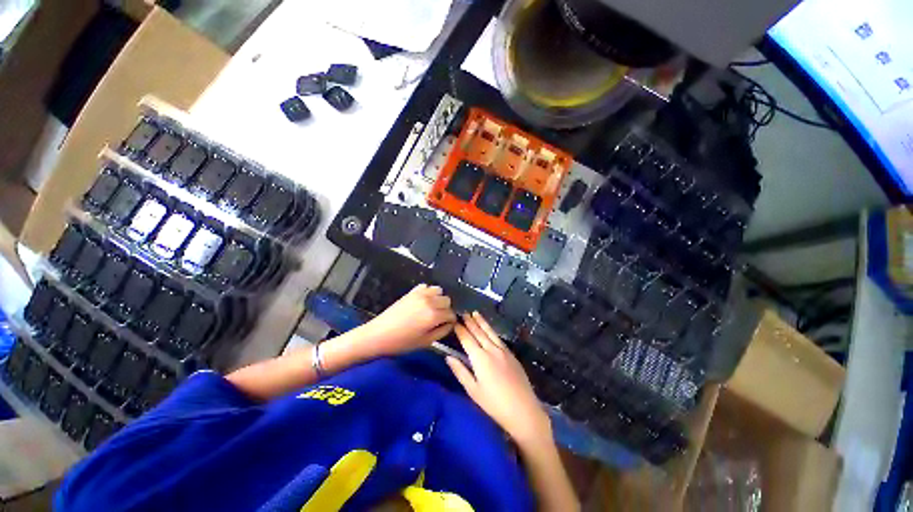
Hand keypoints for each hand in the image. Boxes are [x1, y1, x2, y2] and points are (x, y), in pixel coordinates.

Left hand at [358, 284, 455, 356]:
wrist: (379, 334)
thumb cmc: (402, 342)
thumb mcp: (426, 342)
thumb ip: (442, 331)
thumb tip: (450, 324)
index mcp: (433, 315)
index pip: (451, 313)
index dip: (451, 320)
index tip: (447, 325)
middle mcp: (429, 301)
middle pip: (447, 300)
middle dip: (446, 309)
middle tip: (438, 318)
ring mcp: (420, 294)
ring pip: (439, 290)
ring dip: (438, 299)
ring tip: (432, 308)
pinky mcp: (411, 292)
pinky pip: (426, 286)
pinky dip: (428, 292)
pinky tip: (423, 302)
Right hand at [446, 312, 551, 447]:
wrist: (523, 410)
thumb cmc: (494, 404)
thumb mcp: (473, 390)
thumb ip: (460, 371)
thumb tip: (448, 357)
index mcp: (480, 358)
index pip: (467, 339)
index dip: (460, 330)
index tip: (454, 322)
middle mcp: (491, 350)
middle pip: (479, 332)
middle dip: (470, 322)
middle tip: (464, 313)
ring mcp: (503, 351)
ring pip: (490, 332)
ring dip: (482, 322)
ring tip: (476, 313)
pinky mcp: (511, 355)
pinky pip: (499, 338)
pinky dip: (492, 331)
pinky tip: (490, 329)